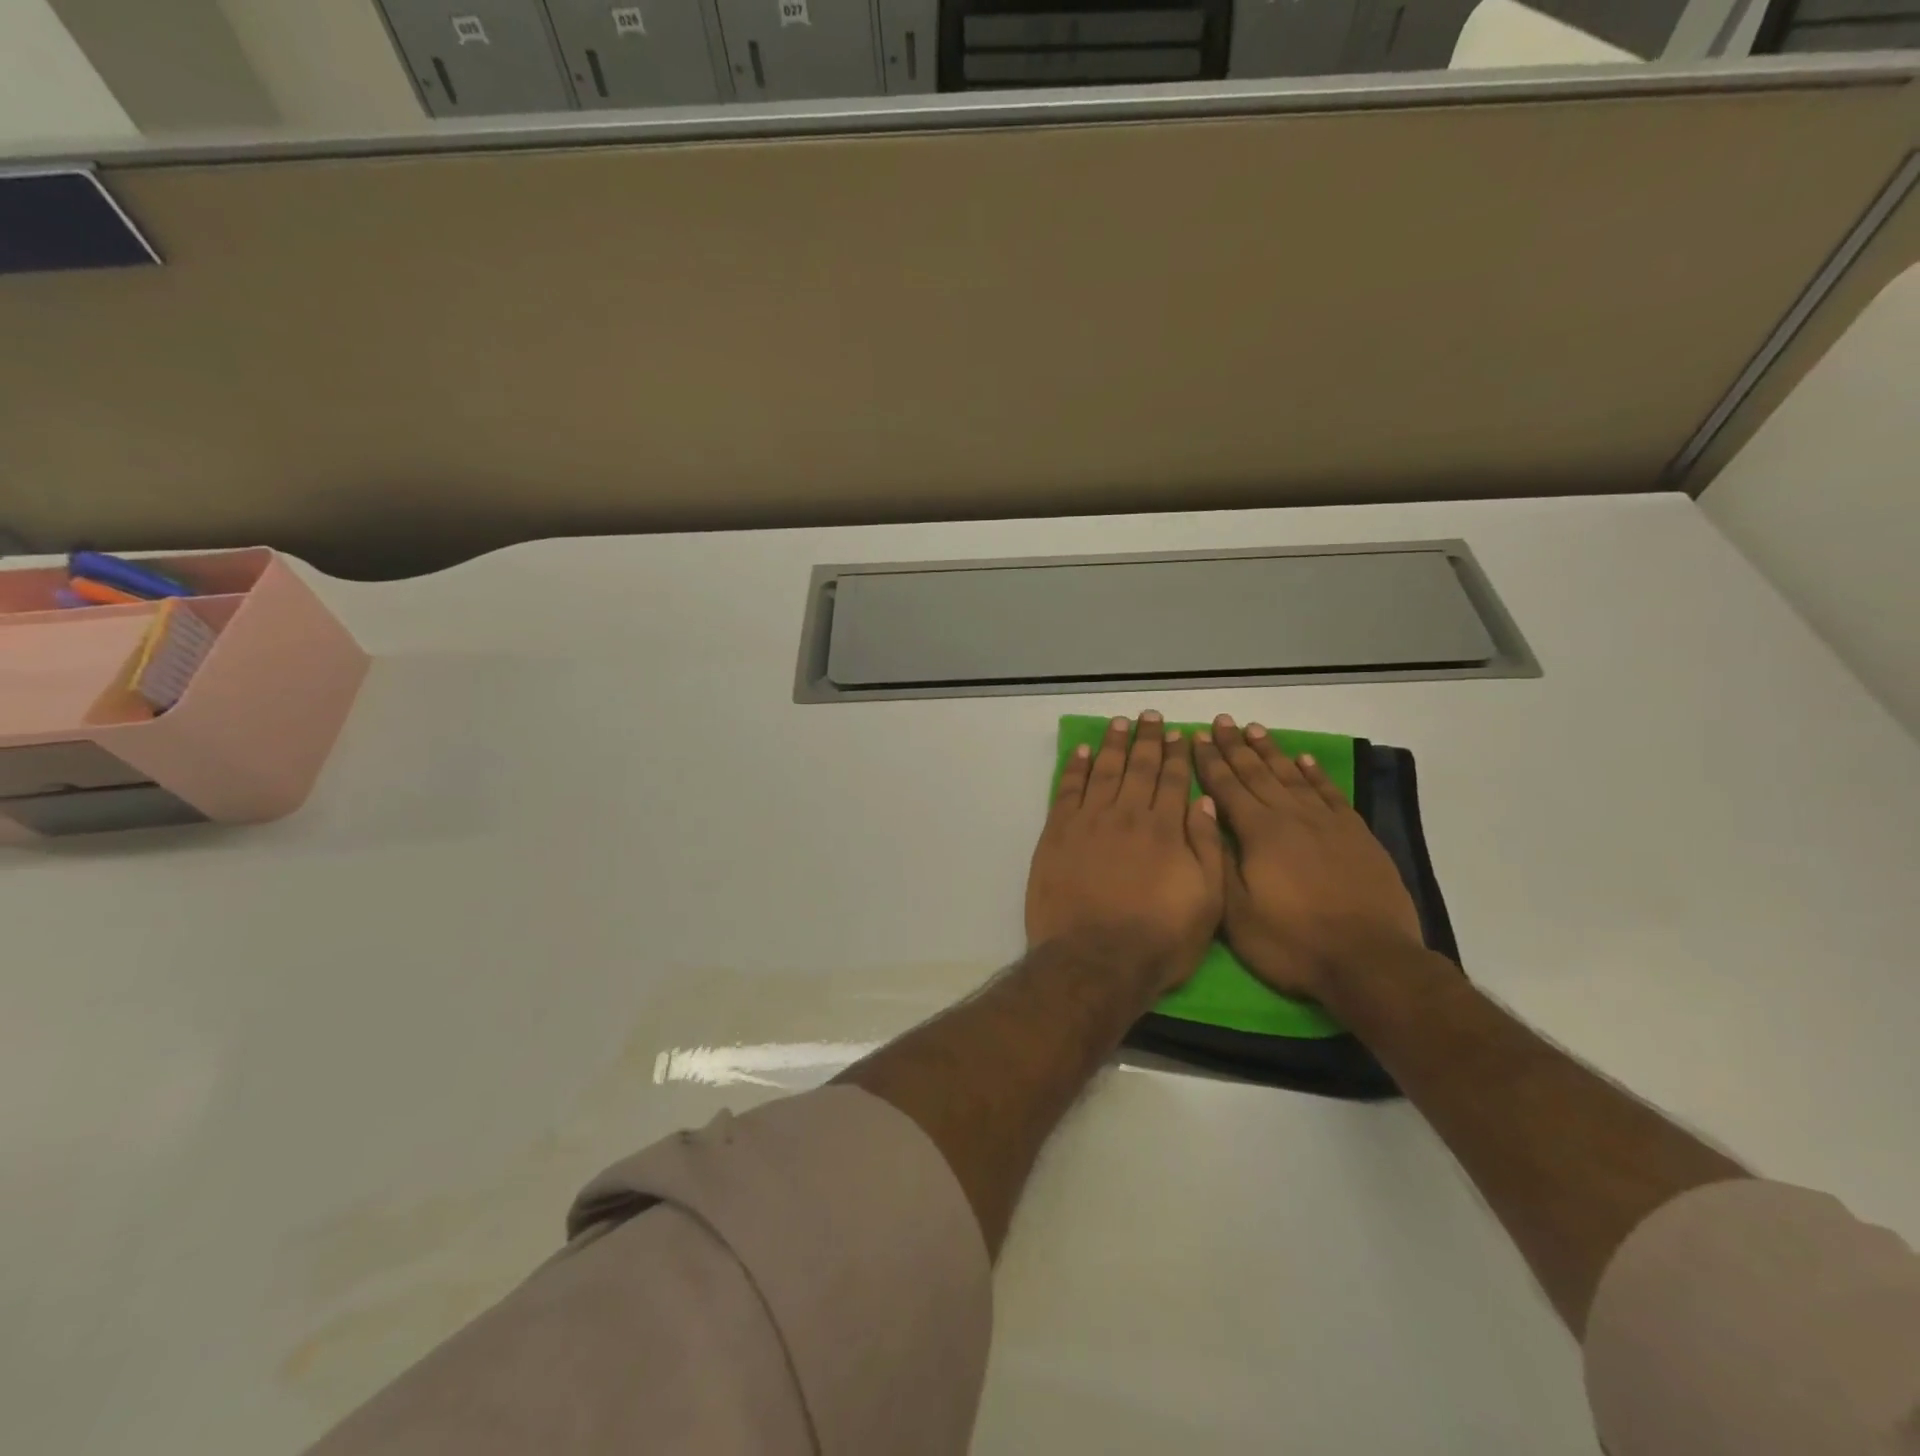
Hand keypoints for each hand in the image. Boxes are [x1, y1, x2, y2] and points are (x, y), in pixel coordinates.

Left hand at [1026, 712, 1225, 995]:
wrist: (1095, 960)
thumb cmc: (1159, 940)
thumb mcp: (1207, 903)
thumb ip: (1207, 848)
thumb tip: (1203, 801)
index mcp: (1166, 830)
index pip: (1173, 781)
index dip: (1177, 755)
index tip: (1178, 734)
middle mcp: (1127, 815)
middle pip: (1139, 768)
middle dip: (1147, 740)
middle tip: (1149, 716)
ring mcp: (1089, 822)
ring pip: (1103, 771)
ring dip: (1112, 744)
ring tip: (1119, 723)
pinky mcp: (1057, 833)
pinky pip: (1067, 790)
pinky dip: (1074, 768)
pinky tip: (1080, 752)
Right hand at [1194, 715, 1423, 1002]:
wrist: (1369, 960)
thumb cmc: (1292, 942)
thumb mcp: (1237, 913)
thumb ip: (1218, 861)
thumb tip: (1204, 817)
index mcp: (1258, 833)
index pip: (1227, 787)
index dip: (1210, 761)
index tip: (1197, 736)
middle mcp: (1291, 817)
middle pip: (1257, 773)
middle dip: (1235, 746)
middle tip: (1222, 721)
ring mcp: (1327, 823)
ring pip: (1292, 776)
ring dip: (1270, 751)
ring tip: (1255, 729)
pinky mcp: (1356, 835)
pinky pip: (1329, 793)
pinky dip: (1315, 773)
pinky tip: (1304, 759)